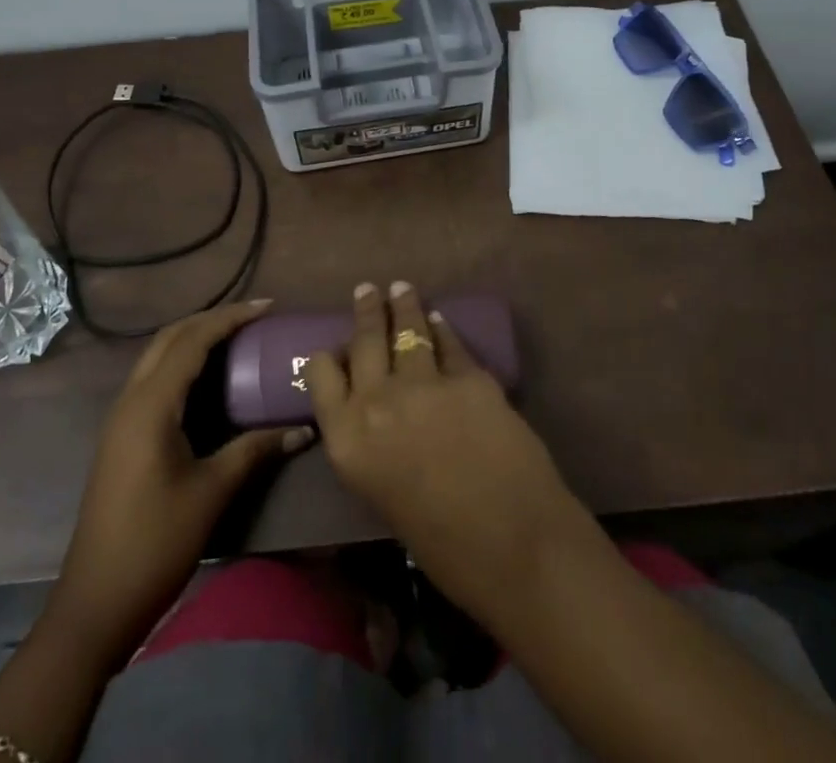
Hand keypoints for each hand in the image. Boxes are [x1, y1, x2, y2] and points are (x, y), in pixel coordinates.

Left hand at [53, 300, 313, 668]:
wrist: (94, 604)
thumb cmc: (155, 544)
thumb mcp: (211, 493)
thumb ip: (254, 450)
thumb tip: (303, 429)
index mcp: (151, 405)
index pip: (192, 340)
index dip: (231, 318)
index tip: (268, 307)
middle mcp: (131, 399)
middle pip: (170, 337)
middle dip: (211, 319)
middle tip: (254, 317)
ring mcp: (121, 418)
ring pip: (158, 356)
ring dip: (195, 338)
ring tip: (237, 337)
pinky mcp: (121, 436)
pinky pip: (154, 379)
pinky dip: (183, 363)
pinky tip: (209, 379)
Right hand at [305, 281, 593, 621]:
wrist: (513, 546)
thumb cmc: (441, 547)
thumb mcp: (382, 495)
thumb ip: (371, 446)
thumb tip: (377, 415)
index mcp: (347, 440)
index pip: (321, 375)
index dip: (330, 358)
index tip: (336, 348)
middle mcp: (376, 402)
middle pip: (364, 342)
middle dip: (367, 311)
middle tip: (368, 290)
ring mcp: (424, 384)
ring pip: (408, 330)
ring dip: (404, 306)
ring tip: (401, 289)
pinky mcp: (469, 376)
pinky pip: (449, 344)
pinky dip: (443, 329)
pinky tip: (441, 321)